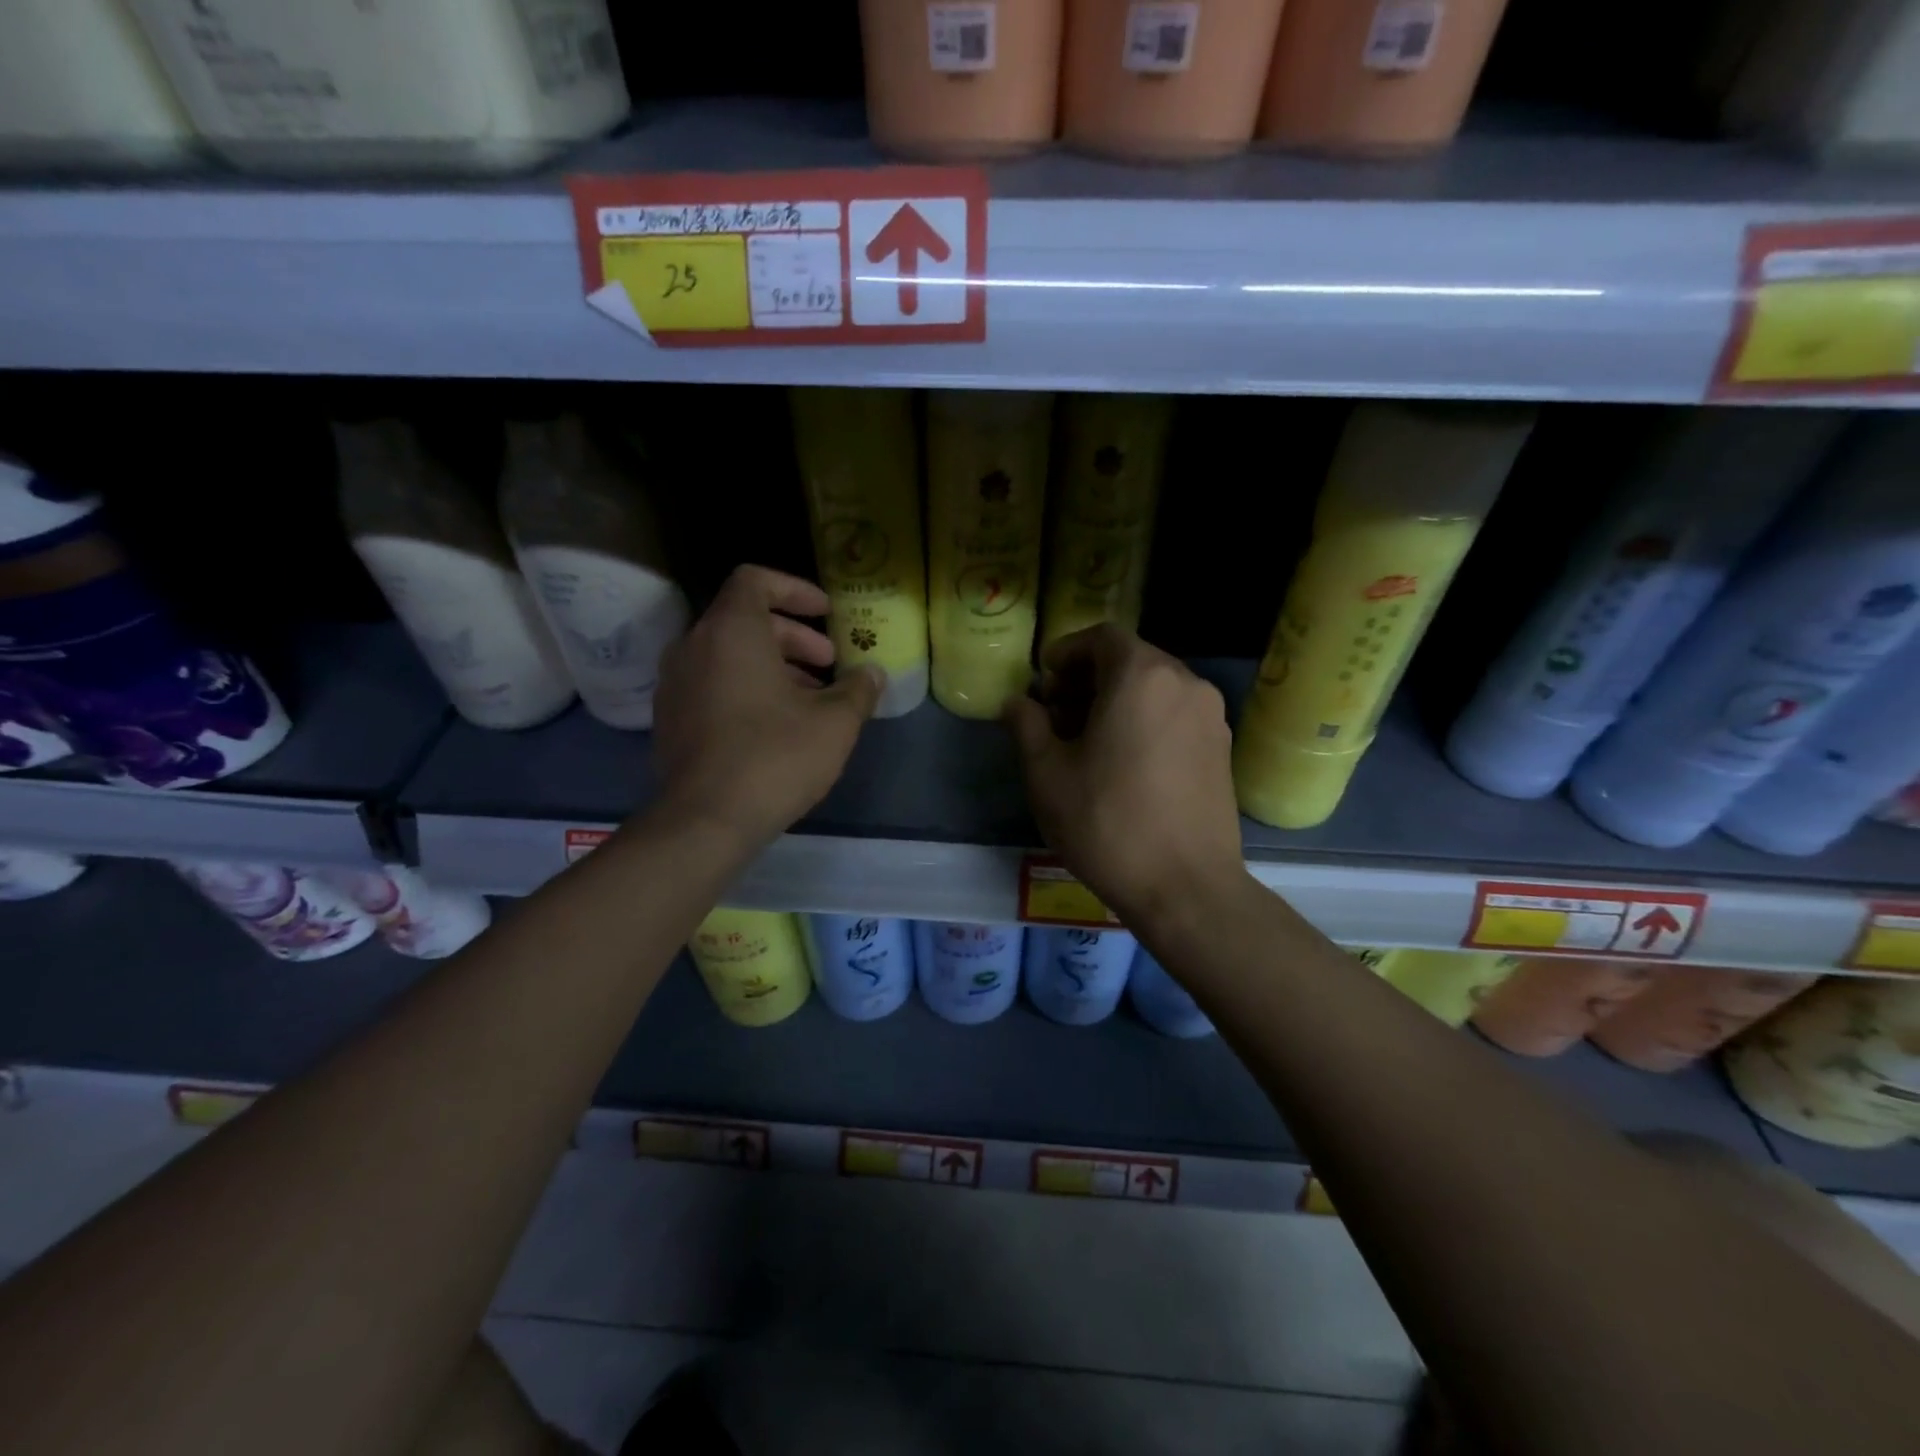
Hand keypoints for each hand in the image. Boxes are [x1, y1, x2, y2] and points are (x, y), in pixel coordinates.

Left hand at [652, 566, 881, 849]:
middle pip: (745, 619)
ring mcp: (675, 684)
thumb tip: (872, 674)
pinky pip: (712, 684)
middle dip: (794, 637)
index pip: (755, 580)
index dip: (795, 589)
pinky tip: (777, 726)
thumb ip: (858, 689)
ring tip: (811, 700)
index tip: (826, 614)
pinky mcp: (670, 719)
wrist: (706, 821)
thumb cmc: (775, 757)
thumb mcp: (834, 723)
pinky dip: (746, 688)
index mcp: (730, 632)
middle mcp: (693, 647)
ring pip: (728, 655)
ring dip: (773, 666)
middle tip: (829, 664)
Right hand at [1005, 625, 1246, 929]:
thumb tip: (1017, 703)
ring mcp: (1210, 716)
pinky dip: (1145, 720)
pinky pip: (1175, 714)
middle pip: (1131, 660)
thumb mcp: (1047, 773)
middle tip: (1057, 715)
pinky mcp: (1222, 749)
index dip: (1066, 652)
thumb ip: (1027, 725)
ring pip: (1155, 688)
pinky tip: (1124, 763)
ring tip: (1086, 742)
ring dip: (1117, 700)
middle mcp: (1185, 683)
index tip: (1043, 682)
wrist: (1185, 887)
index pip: (1101, 638)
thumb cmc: (1107, 823)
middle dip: (1088, 679)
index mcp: (1142, 676)